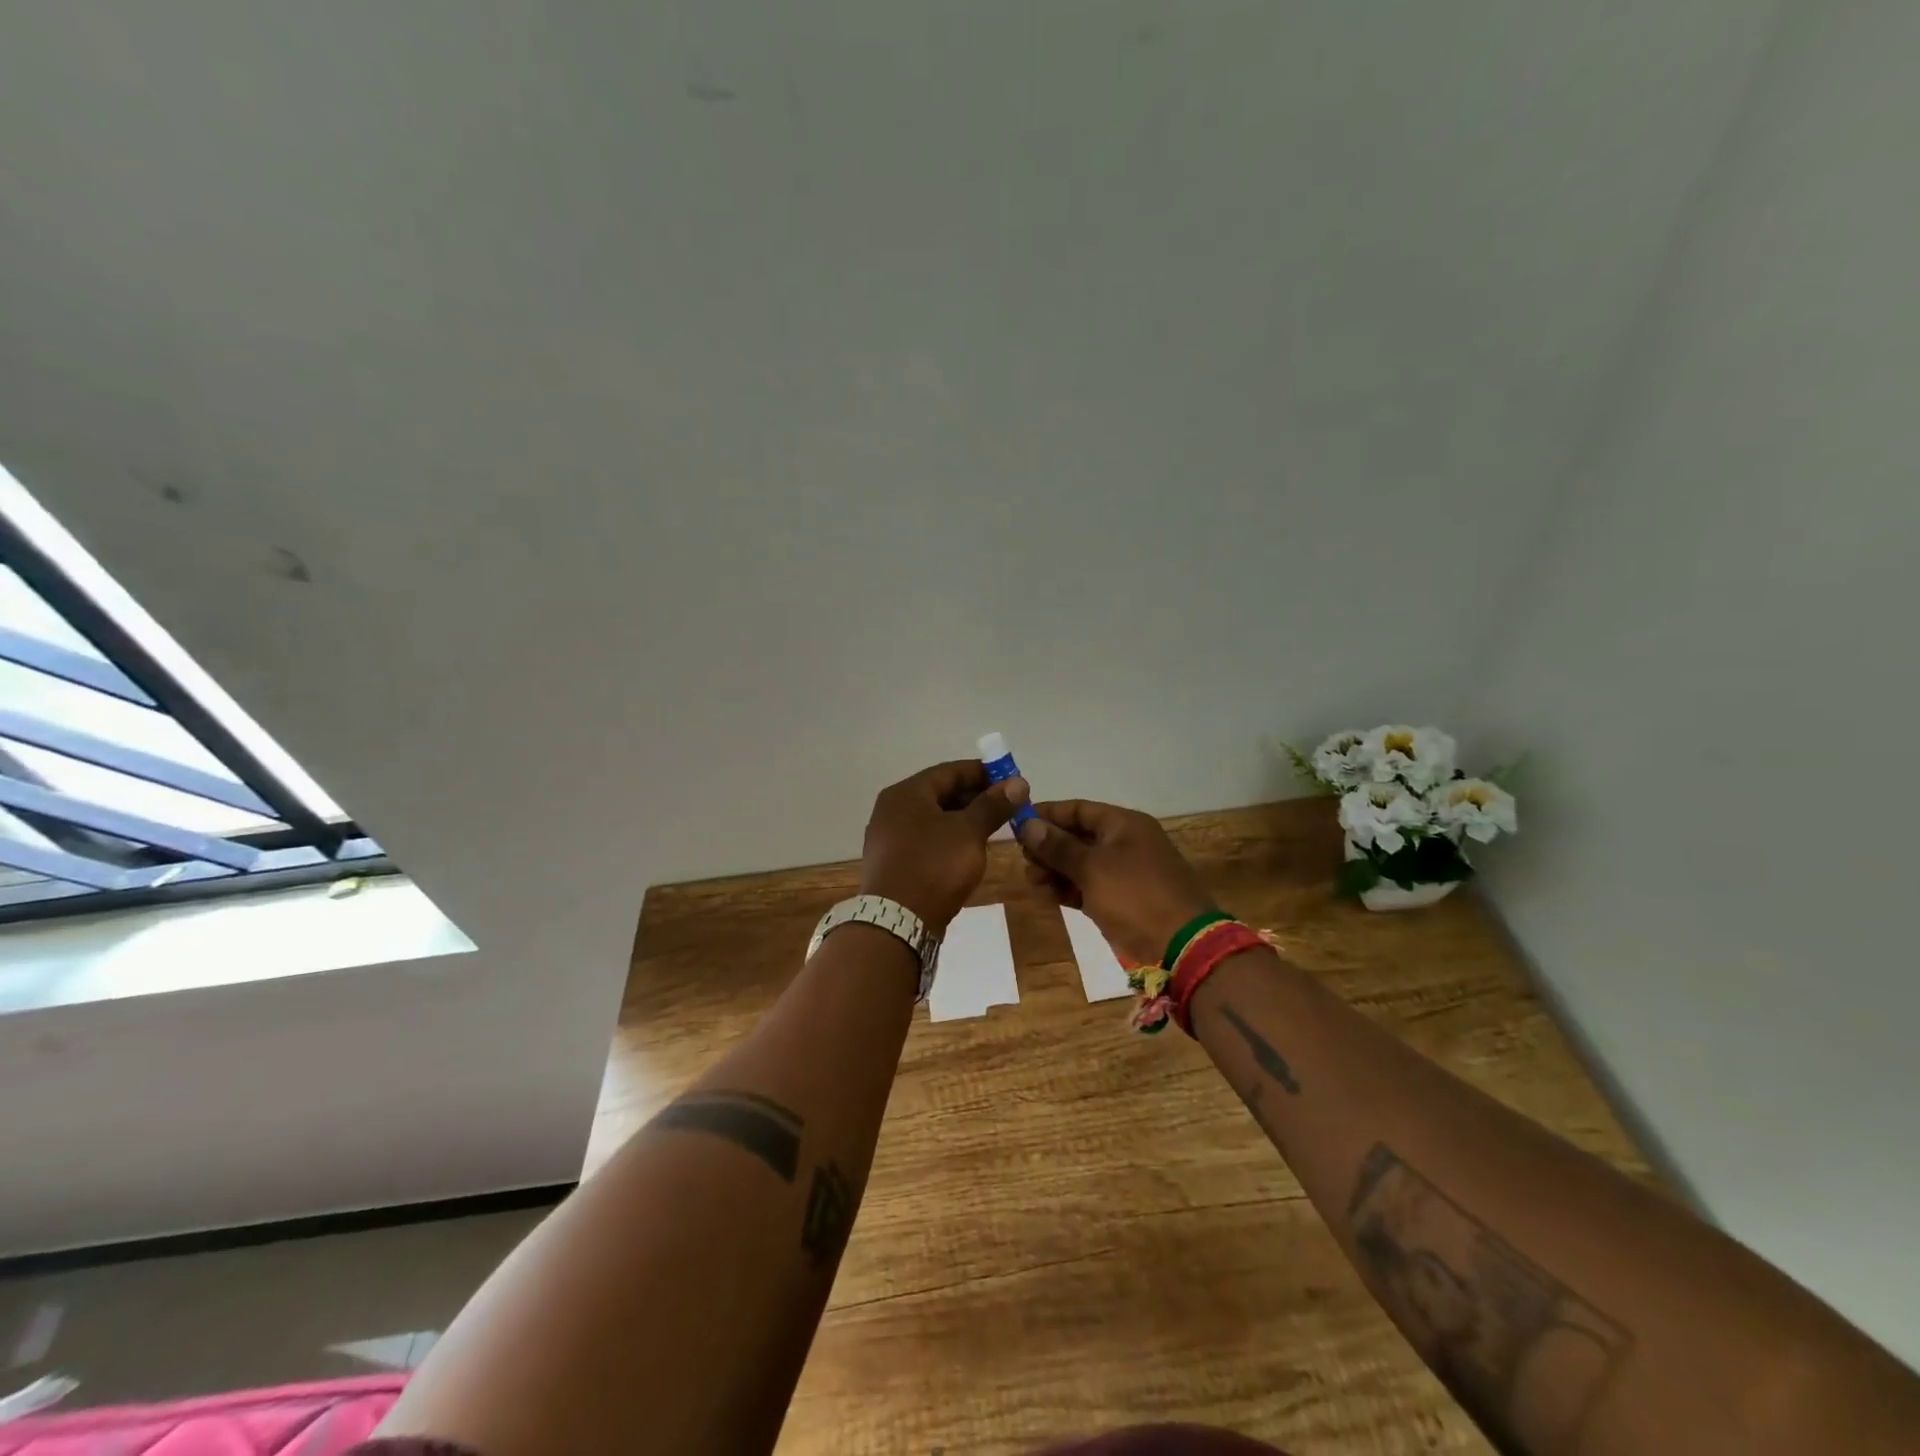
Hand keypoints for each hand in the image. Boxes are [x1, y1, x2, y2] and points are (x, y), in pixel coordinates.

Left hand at [860, 760, 1027, 933]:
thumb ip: (993, 805)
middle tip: (1006, 805)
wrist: (898, 922)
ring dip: (963, 819)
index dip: (982, 772)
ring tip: (993, 826)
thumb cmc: (934, 866)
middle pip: (939, 793)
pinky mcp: (893, 863)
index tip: (1010, 779)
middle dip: (975, 796)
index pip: (949, 771)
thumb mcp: (969, 832)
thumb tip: (1018, 782)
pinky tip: (969, 849)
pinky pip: (926, 840)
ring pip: (933, 818)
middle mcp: (892, 810)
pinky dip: (949, 838)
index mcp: (906, 793)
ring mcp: (889, 838)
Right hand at [1018, 800, 1216, 966]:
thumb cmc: (1136, 896)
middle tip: (1023, 859)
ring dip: (1055, 869)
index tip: (1017, 823)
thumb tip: (1028, 824)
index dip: (1048, 814)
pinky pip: (1089, 886)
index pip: (1079, 809)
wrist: (1182, 946)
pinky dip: (1069, 889)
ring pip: (1081, 863)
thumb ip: (1058, 846)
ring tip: (1032, 881)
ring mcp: (1125, 873)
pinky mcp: (1123, 900)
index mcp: (1124, 825)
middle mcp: (1125, 843)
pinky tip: (1047, 895)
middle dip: (1049, 846)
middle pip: (1078, 836)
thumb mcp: (1093, 868)